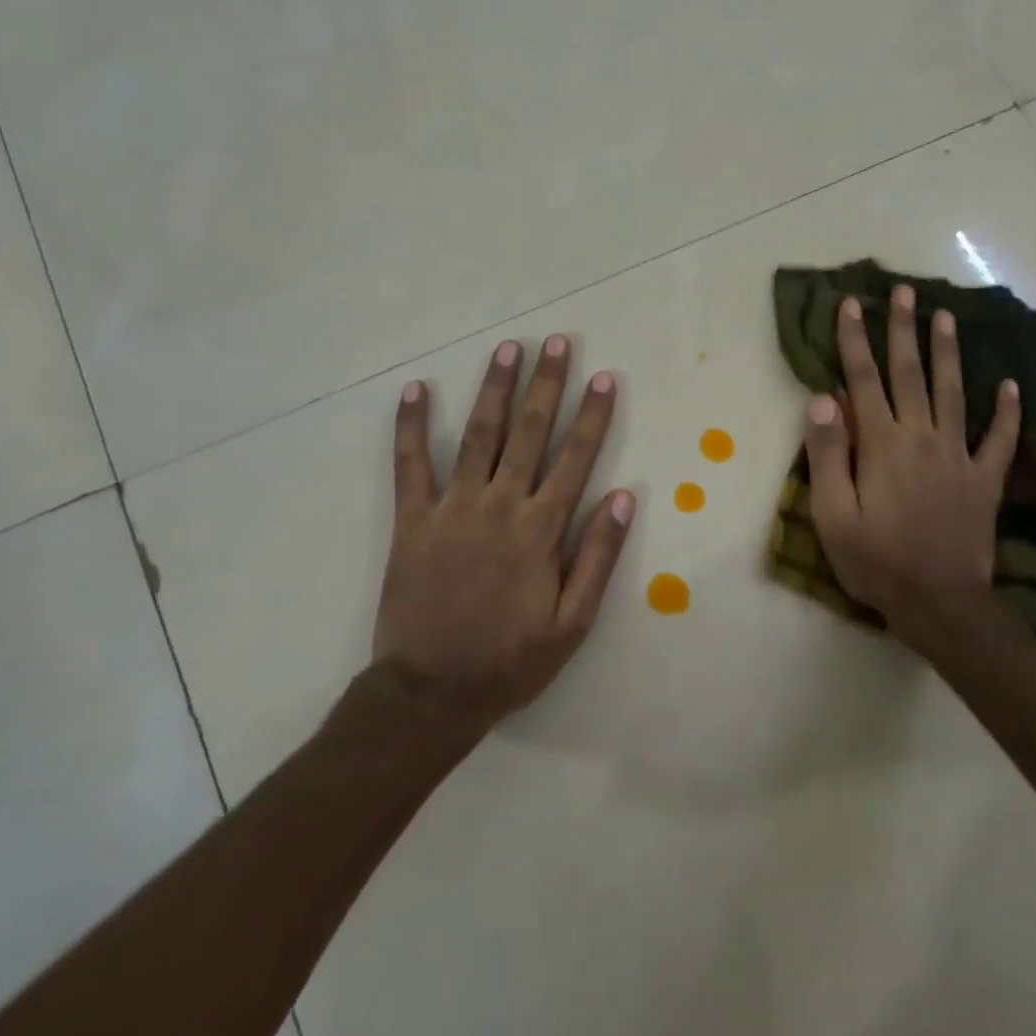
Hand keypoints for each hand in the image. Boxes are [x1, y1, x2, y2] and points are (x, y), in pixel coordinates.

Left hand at [374, 335, 635, 724]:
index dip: (593, 416)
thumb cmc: (509, 660)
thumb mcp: (572, 624)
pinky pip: (411, 464)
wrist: (430, 693)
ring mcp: (452, 508)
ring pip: (478, 435)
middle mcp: (499, 506)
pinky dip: (410, 426)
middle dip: (547, 384)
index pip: (575, 459)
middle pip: (530, 433)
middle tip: (558, 342)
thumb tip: (625, 498)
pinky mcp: (413, 519)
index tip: (605, 377)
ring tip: (508, 349)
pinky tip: (414, 389)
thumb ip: (598, 557)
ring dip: (495, 389)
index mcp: (540, 530)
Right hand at [803, 287, 1021, 640]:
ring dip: (948, 353)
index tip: (852, 304)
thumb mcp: (832, 514)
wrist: (939, 604)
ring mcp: (957, 456)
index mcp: (881, 443)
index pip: (863, 379)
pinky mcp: (983, 480)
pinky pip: (998, 439)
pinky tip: (1011, 385)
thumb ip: (828, 454)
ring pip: (953, 392)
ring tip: (948, 317)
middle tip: (906, 291)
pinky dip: (1006, 412)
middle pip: (910, 373)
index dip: (855, 339)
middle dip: (904, 329)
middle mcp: (921, 437)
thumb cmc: (875, 560)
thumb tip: (822, 399)